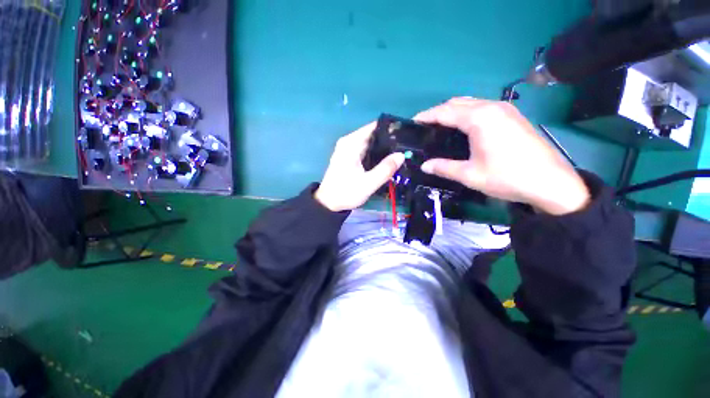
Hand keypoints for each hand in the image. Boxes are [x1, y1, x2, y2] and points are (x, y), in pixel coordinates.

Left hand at [315, 123, 404, 211]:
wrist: (329, 203)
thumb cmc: (346, 192)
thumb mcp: (368, 183)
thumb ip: (385, 169)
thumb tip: (401, 155)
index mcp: (351, 143)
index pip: (374, 127)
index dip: (390, 129)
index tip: (406, 134)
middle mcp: (349, 142)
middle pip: (373, 134)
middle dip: (389, 139)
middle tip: (406, 147)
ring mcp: (348, 149)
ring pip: (370, 143)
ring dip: (384, 148)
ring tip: (401, 153)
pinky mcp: (349, 156)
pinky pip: (366, 150)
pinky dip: (376, 154)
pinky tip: (387, 160)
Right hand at [416, 97, 589, 214]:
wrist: (551, 182)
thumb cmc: (507, 177)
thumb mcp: (470, 175)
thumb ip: (444, 167)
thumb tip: (424, 166)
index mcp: (479, 119)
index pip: (445, 112)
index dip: (426, 116)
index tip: (413, 122)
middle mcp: (492, 107)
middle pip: (457, 102)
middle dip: (438, 112)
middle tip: (425, 127)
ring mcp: (505, 109)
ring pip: (471, 103)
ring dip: (453, 111)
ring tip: (440, 127)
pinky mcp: (513, 115)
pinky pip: (482, 107)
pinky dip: (467, 113)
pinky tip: (463, 128)